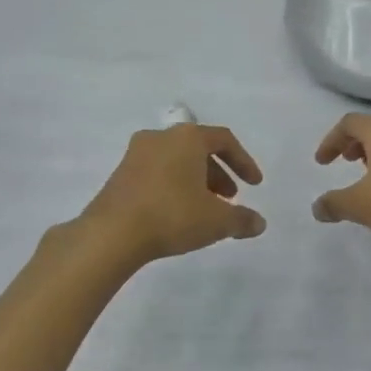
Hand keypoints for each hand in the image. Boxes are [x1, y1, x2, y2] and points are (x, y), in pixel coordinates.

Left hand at [81, 124, 265, 264]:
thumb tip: (259, 223)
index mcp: (187, 137)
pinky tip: (177, 214)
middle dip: (218, 174)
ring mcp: (135, 154)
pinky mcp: (119, 174)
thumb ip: (242, 219)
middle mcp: (160, 137)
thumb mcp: (216, 221)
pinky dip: (173, 186)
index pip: (224, 139)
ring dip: (196, 181)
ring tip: (205, 210)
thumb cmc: (172, 215)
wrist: (111, 233)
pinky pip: (156, 173)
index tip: (254, 186)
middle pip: (198, 149)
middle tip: (229, 199)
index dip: (244, 162)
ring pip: (176, 161)